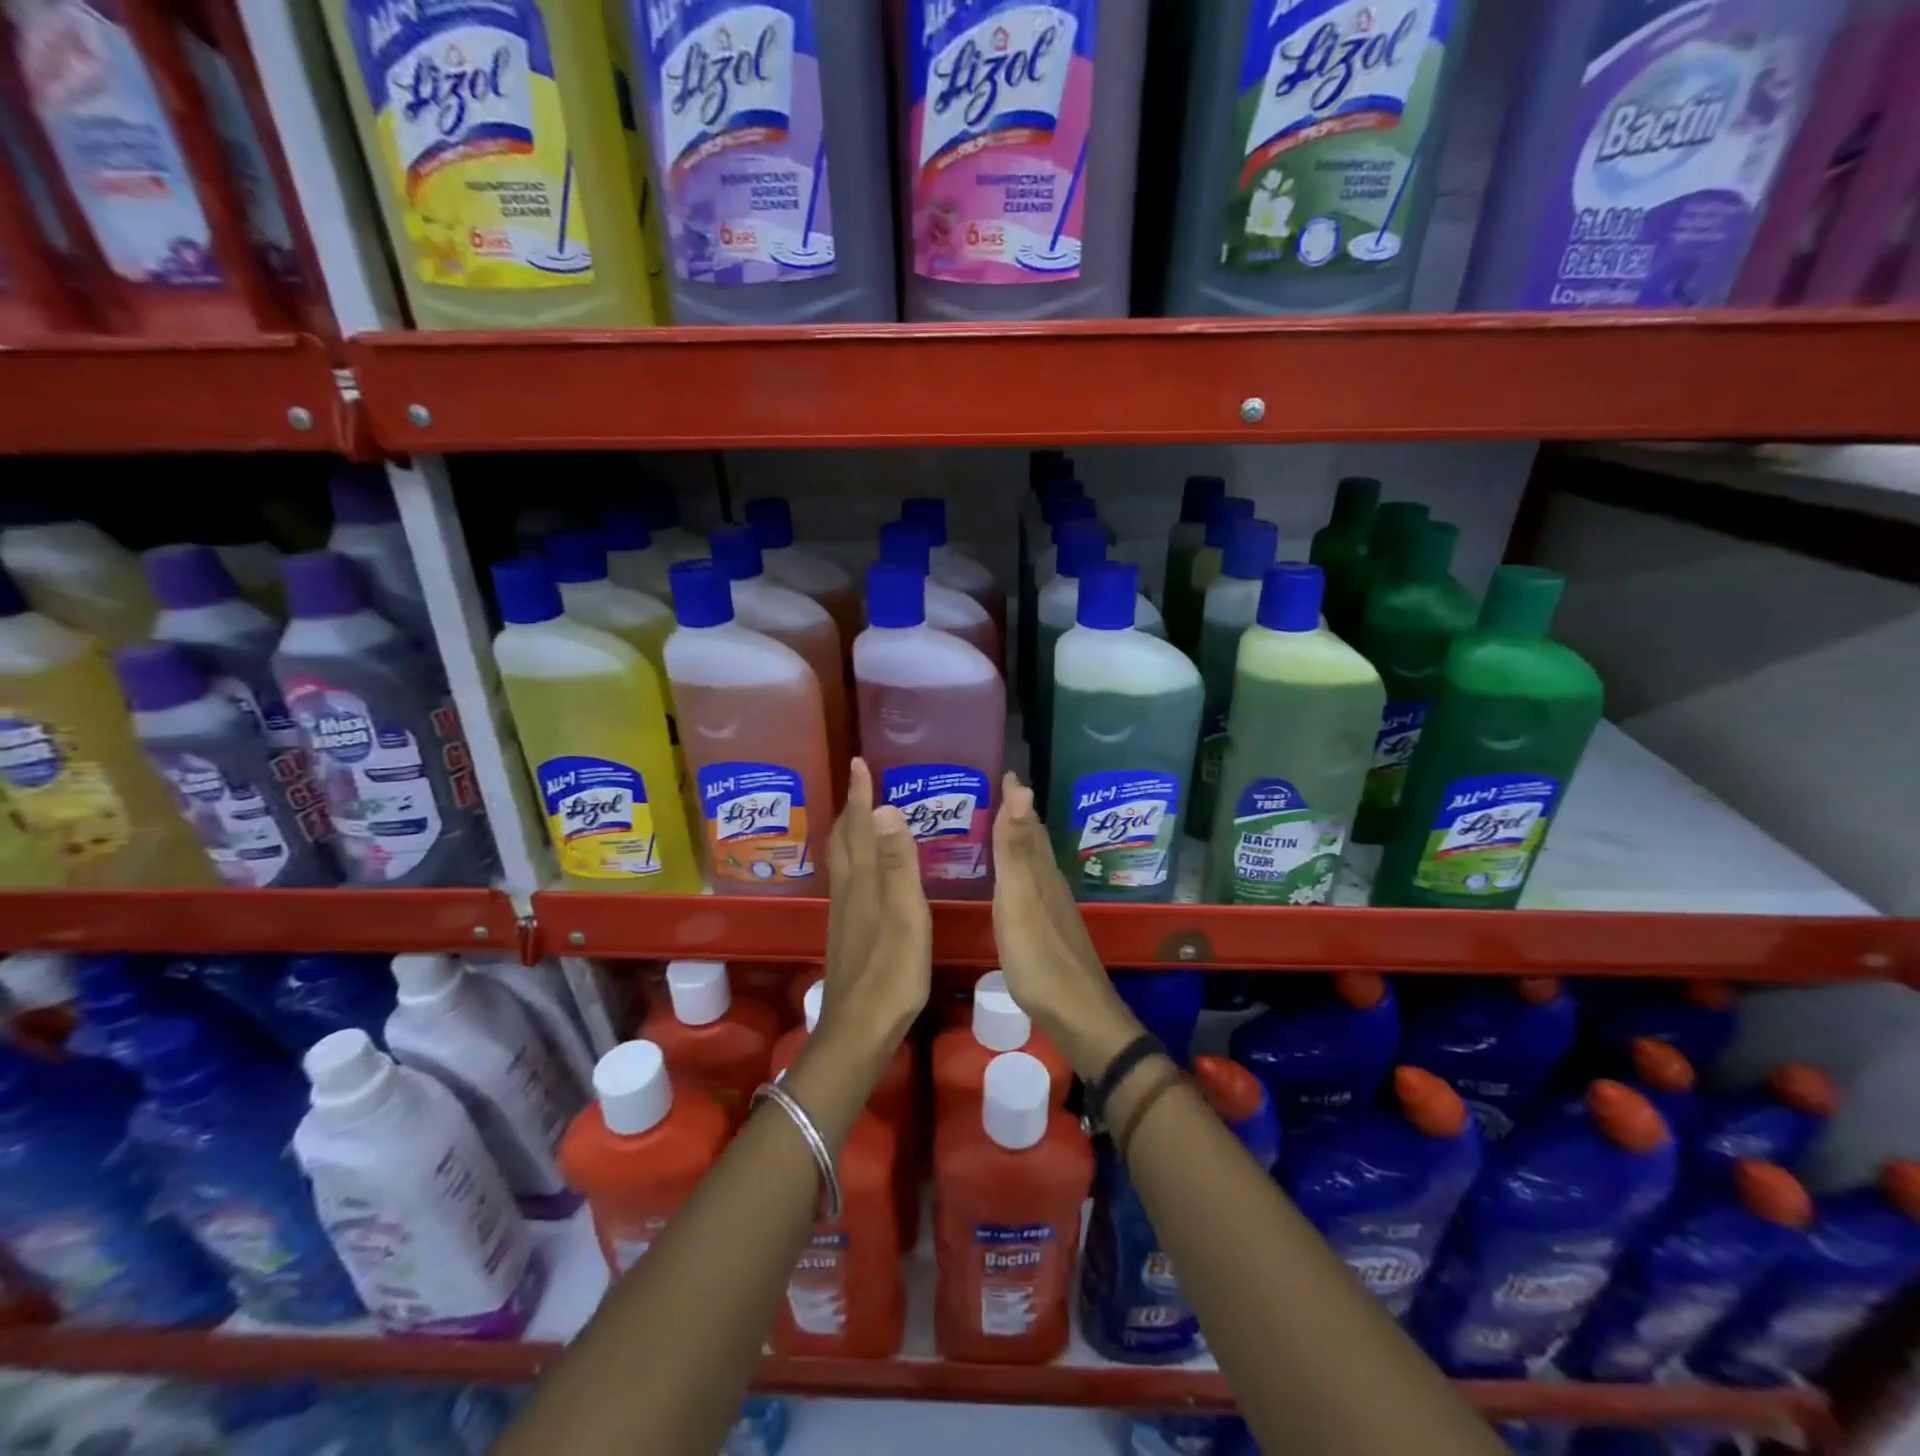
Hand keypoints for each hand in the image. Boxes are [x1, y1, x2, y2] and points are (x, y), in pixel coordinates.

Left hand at [816, 759, 930, 1063]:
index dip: (860, 794)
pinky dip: (856, 859)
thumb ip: (896, 864)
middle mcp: (849, 891)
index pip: (860, 826)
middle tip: (860, 781)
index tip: (859, 762)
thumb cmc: (891, 973)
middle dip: (852, 808)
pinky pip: (850, 880)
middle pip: (844, 840)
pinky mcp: (849, 932)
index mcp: (863, 882)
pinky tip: (866, 871)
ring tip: (863, 816)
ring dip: (851, 831)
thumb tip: (885, 809)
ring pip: (844, 860)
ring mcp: (846, 914)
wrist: (859, 1030)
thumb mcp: (904, 915)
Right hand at [991, 772, 1141, 1078]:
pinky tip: (1012, 885)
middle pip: (1033, 840)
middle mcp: (1049, 883)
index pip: (1027, 822)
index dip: (1016, 797)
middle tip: (998, 793)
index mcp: (1040, 872)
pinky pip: (1031, 886)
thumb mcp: (1019, 900)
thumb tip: (1022, 789)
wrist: (1076, 1014)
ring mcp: (1052, 909)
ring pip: (1034, 863)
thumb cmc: (1040, 957)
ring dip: (1019, 842)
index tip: (1005, 771)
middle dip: (1018, 815)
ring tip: (1000, 829)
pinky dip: (1019, 873)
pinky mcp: (1049, 931)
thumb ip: (1015, 849)